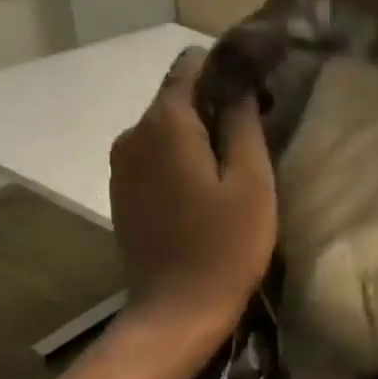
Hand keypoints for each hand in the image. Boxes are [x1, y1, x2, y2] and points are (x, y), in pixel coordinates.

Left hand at [109, 47, 276, 356]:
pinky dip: (178, 164)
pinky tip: (201, 196)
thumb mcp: (252, 183)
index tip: (257, 100)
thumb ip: (243, 123)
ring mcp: (121, 166)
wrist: (177, 312)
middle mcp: (132, 133)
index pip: (192, 65)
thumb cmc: (225, 249)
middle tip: (251, 142)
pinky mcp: (121, 195)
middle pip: (176, 98)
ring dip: (196, 140)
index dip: (228, 73)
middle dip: (213, 108)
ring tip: (229, 173)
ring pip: (164, 131)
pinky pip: (153, 160)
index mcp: (165, 123)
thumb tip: (238, 81)